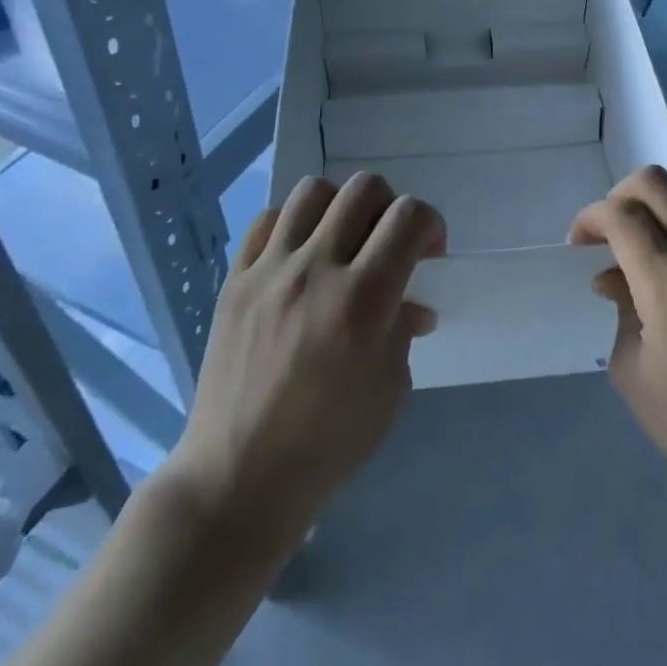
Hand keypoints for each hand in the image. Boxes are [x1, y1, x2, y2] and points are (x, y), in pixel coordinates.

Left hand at [167, 173, 444, 541]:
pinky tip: (300, 256)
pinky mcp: (235, 280)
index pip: (409, 218)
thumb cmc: (328, 441)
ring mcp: (269, 270)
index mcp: (363, 299)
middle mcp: (316, 269)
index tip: (429, 254)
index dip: (430, 224)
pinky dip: (294, 225)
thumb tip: (411, 305)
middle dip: (392, 207)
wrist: (239, 475)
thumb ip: (402, 330)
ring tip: (344, 242)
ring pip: (314, 191)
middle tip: (390, 244)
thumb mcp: (390, 388)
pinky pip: (267, 221)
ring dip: (342, 207)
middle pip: (364, 190)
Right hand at [570, 167, 666, 509]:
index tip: (580, 242)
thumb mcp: (632, 371)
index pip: (622, 217)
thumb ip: (620, 308)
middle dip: (620, 195)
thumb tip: (611, 275)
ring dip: (662, 196)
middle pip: (658, 184)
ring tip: (651, 230)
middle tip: (610, 231)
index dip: (590, 218)